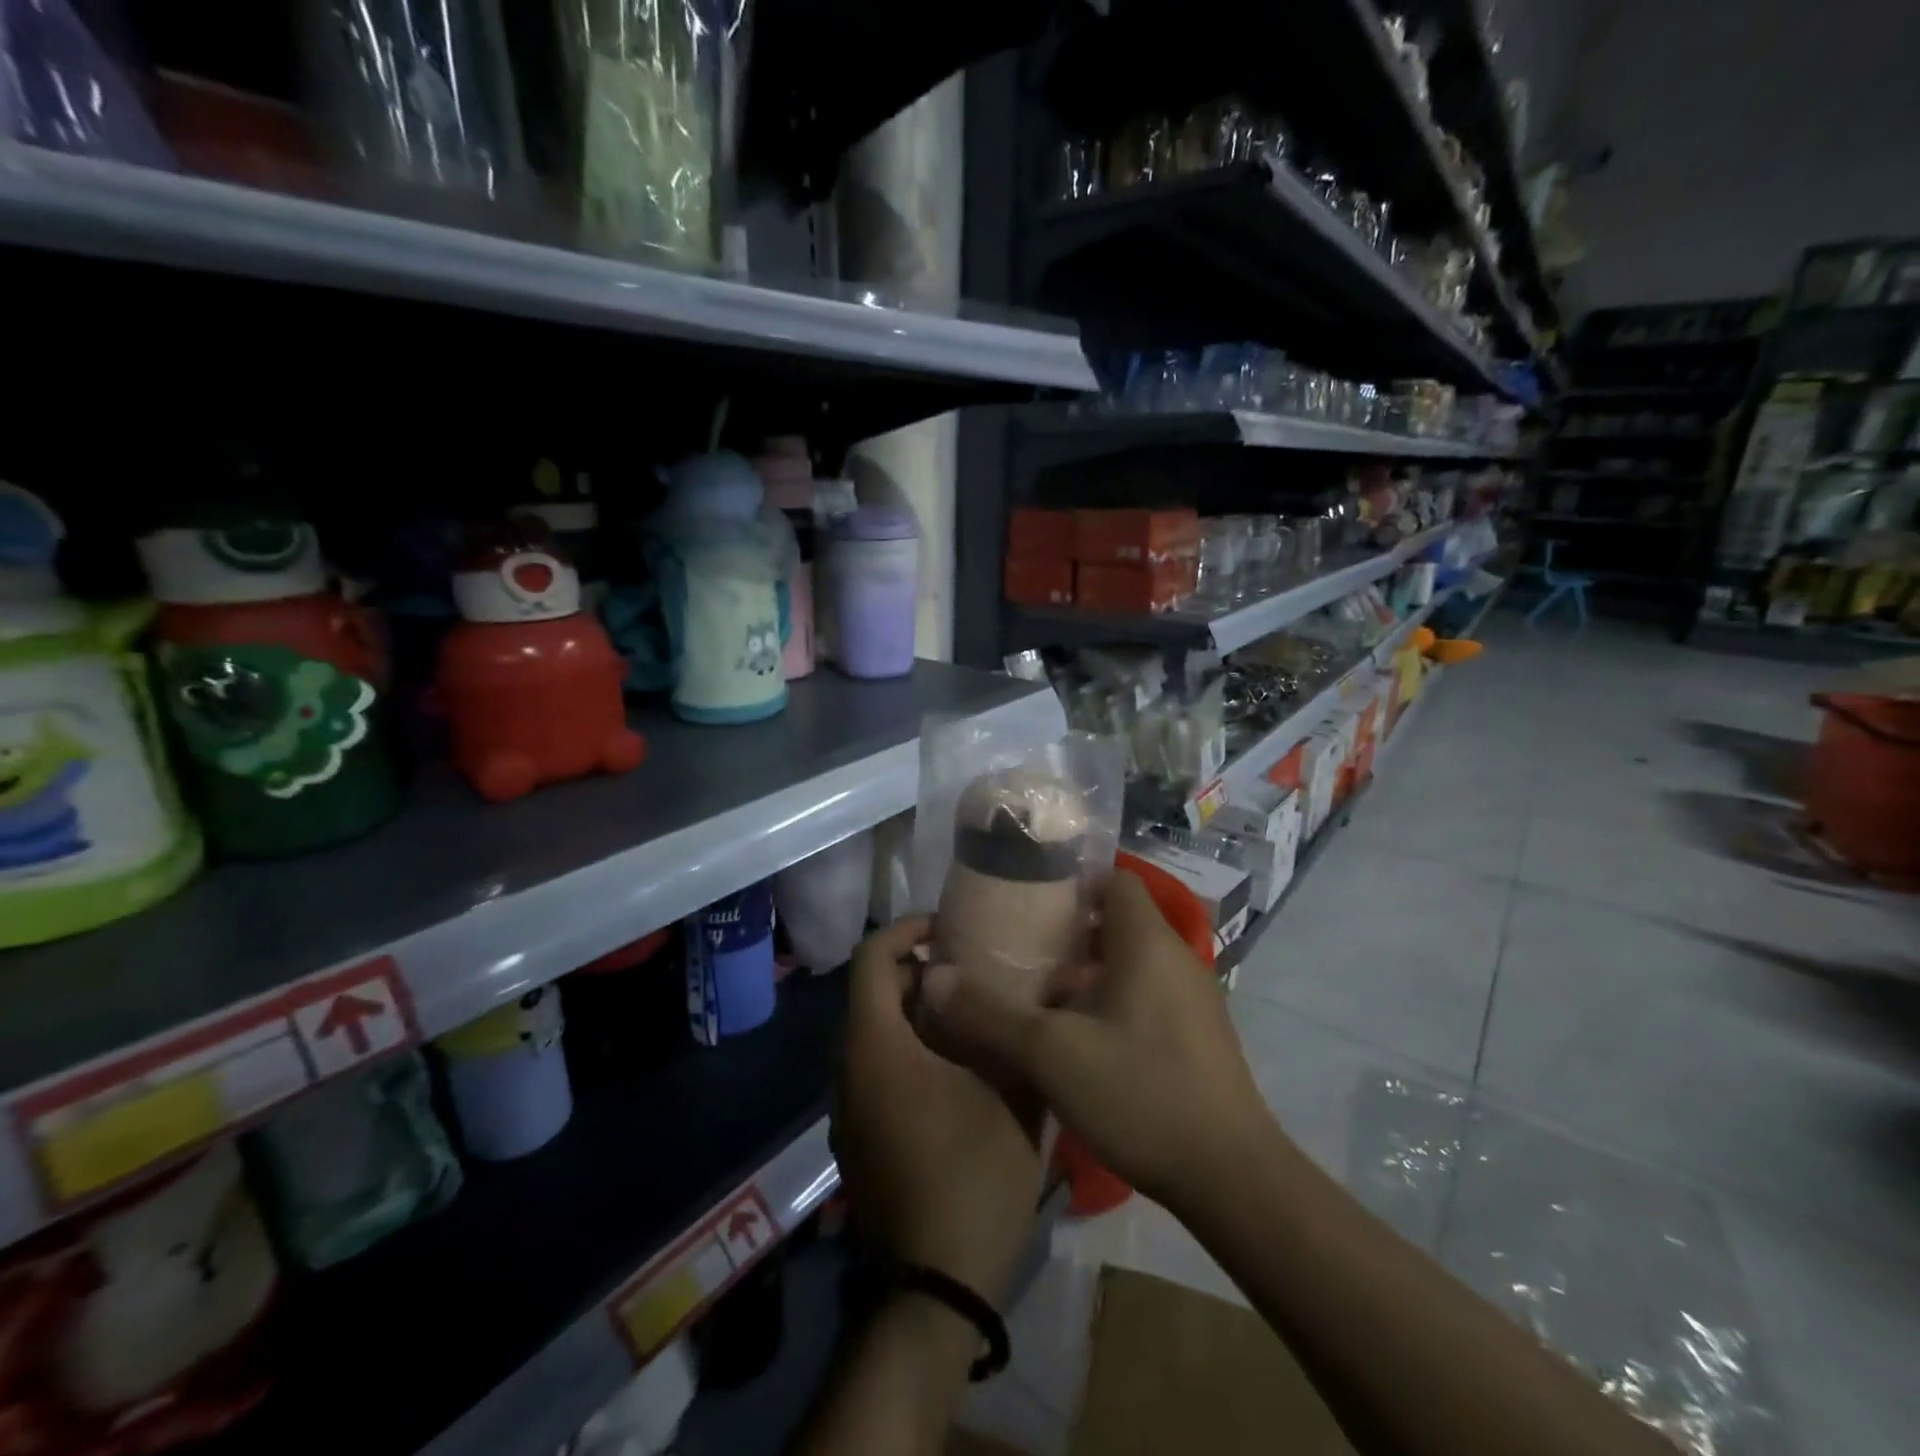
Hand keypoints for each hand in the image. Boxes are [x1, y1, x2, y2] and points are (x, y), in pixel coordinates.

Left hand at [833, 916, 1044, 1303]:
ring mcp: (848, 1108)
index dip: (905, 930)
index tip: (946, 928)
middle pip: (870, 995)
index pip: (871, 960)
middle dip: (916, 972)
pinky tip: (954, 1071)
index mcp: (877, 1047)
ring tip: (969, 1015)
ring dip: (912, 1014)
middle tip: (969, 971)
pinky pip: (874, 1070)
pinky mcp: (857, 1139)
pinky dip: (905, 1050)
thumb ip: (1010, 1032)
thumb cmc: (973, 1175)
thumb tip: (1027, 992)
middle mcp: (850, 1070)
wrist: (937, 1285)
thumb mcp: (1011, 1094)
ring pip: (873, 1034)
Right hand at [921, 870, 1270, 1213]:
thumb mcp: (1051, 1054)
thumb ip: (989, 1012)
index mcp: (1147, 942)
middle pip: (1119, 921)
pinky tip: (1080, 1037)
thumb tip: (934, 976)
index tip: (1029, 898)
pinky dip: (1113, 998)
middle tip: (1022, 947)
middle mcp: (1176, 957)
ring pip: (1132, 961)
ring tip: (1040, 991)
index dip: (1073, 882)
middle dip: (1071, 930)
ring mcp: (1192, 997)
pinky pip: (1147, 993)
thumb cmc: (1140, 1093)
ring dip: (1089, 970)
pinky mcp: (1199, 1034)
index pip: (1115, 880)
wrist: (1231, 1177)